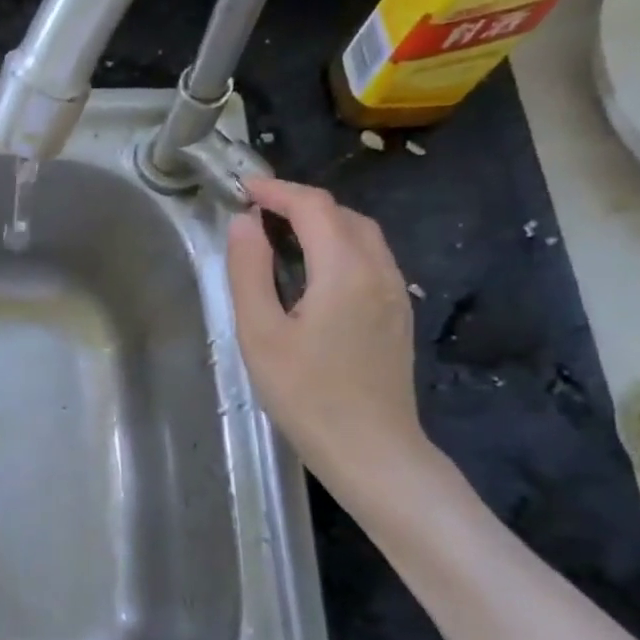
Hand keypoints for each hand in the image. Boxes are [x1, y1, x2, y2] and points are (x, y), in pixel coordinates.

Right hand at [225, 177, 423, 479]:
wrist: (371, 449)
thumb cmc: (306, 394)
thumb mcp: (260, 333)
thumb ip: (250, 271)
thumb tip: (244, 222)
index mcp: (344, 269)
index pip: (313, 206)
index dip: (277, 190)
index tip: (243, 189)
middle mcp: (378, 271)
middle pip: (343, 215)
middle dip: (300, 203)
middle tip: (258, 212)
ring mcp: (394, 294)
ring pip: (362, 236)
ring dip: (323, 223)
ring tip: (282, 235)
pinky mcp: (396, 316)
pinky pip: (370, 260)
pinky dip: (339, 246)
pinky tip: (314, 271)